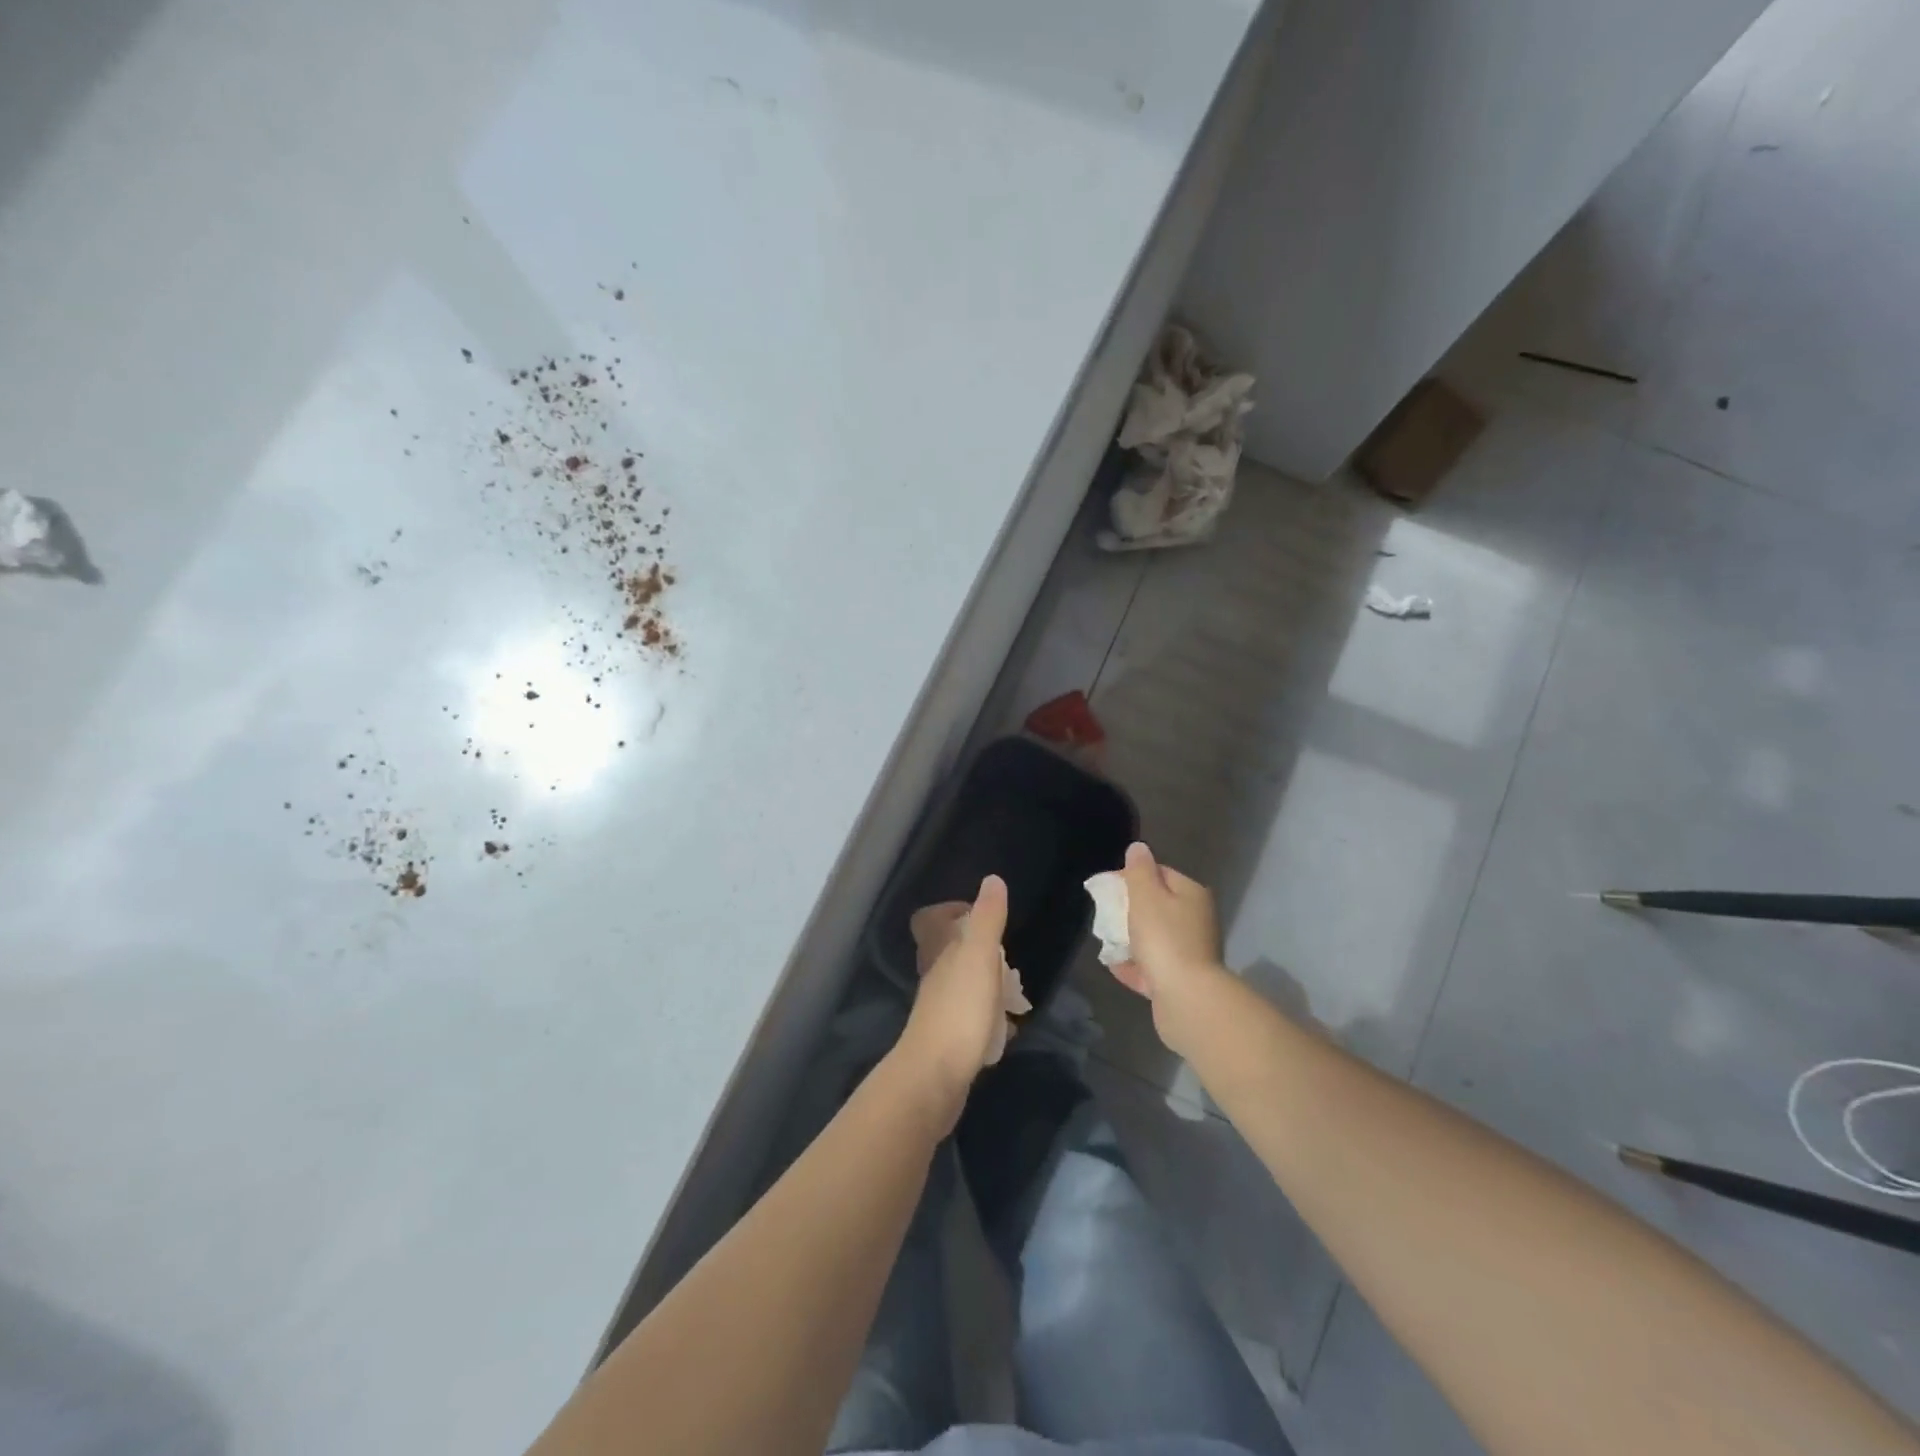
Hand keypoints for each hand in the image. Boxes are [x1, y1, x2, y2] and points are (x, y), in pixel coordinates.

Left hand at [896, 876, 1022, 1116]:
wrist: (935, 1079)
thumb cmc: (959, 1010)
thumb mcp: (978, 957)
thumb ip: (987, 919)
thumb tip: (992, 880)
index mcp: (939, 953)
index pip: (930, 921)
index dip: (951, 911)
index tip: (981, 914)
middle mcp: (936, 978)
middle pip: (951, 953)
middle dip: (979, 951)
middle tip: (1007, 959)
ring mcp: (941, 1011)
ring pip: (963, 986)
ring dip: (987, 985)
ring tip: (1014, 994)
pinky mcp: (950, 1042)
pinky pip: (971, 1020)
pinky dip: (989, 1019)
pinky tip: (1007, 1030)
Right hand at [1112, 842, 1230, 1054]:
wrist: (1187, 999)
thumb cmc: (1164, 938)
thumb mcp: (1146, 896)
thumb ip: (1139, 870)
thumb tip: (1138, 847)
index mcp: (1192, 895)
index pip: (1160, 873)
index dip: (1131, 876)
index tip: (1107, 888)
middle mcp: (1196, 920)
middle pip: (1157, 906)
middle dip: (1129, 910)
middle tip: (1105, 916)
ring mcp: (1190, 952)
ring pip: (1154, 938)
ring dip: (1130, 939)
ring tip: (1107, 942)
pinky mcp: (1181, 981)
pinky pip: (1152, 967)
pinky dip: (1134, 965)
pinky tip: (1115, 966)